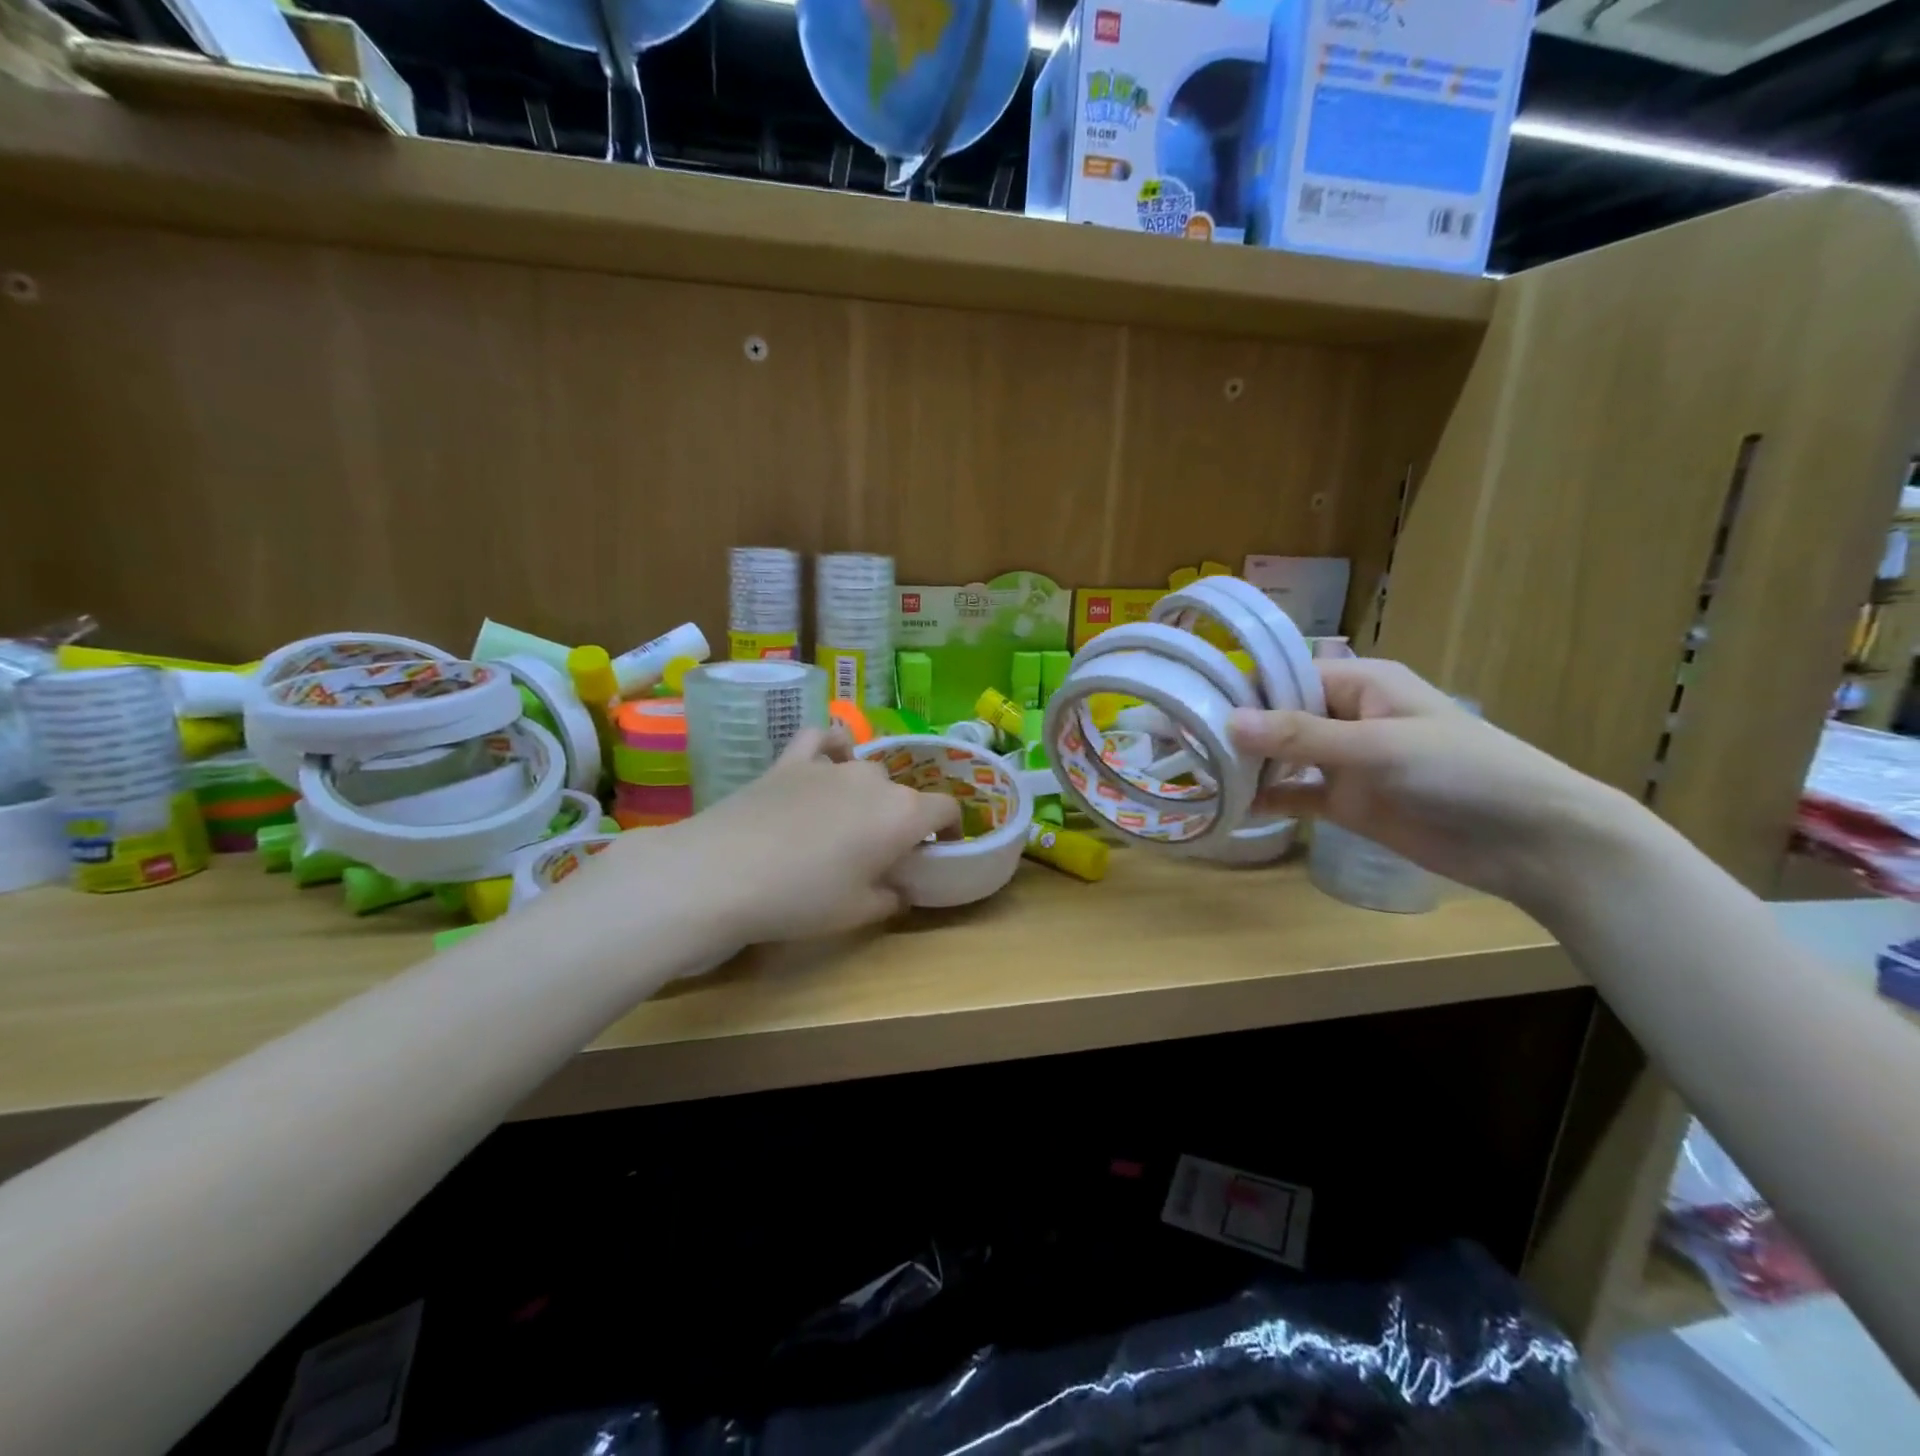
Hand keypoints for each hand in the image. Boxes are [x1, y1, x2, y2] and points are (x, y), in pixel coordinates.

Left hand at [632, 728, 960, 942]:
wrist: (723, 873)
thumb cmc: (802, 898)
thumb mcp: (858, 912)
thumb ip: (891, 896)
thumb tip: (899, 888)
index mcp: (902, 814)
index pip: (946, 808)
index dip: (949, 828)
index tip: (939, 848)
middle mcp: (874, 779)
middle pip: (902, 792)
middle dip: (901, 817)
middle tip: (882, 849)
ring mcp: (830, 765)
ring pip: (866, 768)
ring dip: (868, 791)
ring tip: (850, 817)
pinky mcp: (790, 760)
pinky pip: (822, 739)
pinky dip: (832, 746)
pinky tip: (830, 759)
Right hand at [1226, 659, 1639, 908]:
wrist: (1532, 842)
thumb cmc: (1462, 772)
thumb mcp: (1379, 746)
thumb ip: (1303, 736)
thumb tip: (1227, 722)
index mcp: (1360, 684)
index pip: (1286, 675)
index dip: (1240, 688)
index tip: (1190, 704)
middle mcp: (1346, 716)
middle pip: (1277, 716)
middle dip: (1234, 729)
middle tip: (1179, 743)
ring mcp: (1345, 762)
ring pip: (1282, 756)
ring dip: (1247, 765)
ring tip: (1194, 773)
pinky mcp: (1347, 803)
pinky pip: (1296, 794)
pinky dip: (1268, 798)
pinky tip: (1232, 807)